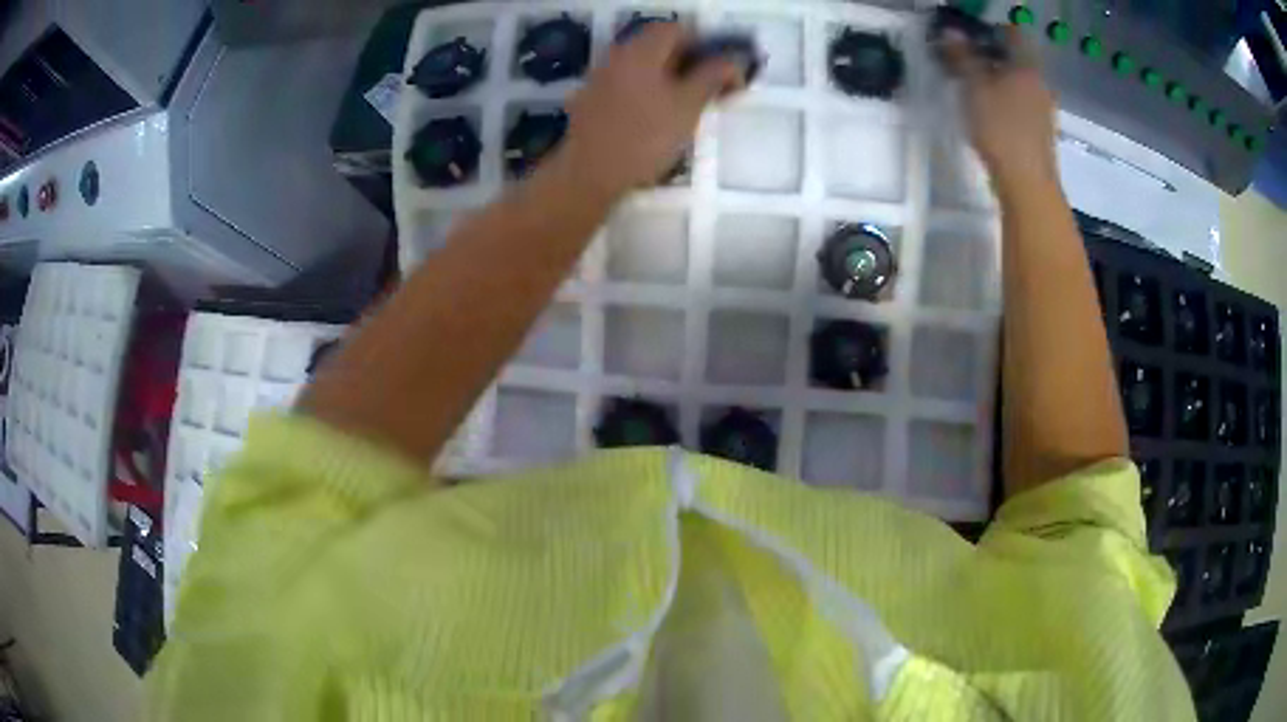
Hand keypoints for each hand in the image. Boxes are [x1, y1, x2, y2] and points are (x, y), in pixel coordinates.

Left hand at [554, 24, 746, 196]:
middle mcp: (617, 56)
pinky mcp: (591, 102)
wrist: (590, 175)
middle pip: (657, 46)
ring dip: (668, 78)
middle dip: (687, 62)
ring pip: (642, 67)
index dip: (703, 44)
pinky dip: (647, 93)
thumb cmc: (645, 137)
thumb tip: (732, 61)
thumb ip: (712, 76)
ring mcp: (599, 79)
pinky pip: (626, 85)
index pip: (676, 29)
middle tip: (708, 89)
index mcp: (640, 50)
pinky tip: (656, 119)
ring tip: (686, 107)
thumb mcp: (689, 106)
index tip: (720, 70)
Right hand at [937, 28, 1057, 186]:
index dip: (991, 32)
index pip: (1014, 34)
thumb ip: (962, 58)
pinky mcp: (1042, 132)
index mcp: (1027, 67)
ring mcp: (1044, 110)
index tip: (970, 39)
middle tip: (967, 62)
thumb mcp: (974, 88)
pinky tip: (991, 113)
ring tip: (976, 88)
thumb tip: (951, 33)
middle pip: (1018, 59)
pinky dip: (1007, 100)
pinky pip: (1024, 103)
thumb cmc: (1001, 130)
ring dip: (1000, 80)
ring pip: (1020, 82)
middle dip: (993, 56)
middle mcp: (1040, 84)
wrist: (1028, 185)